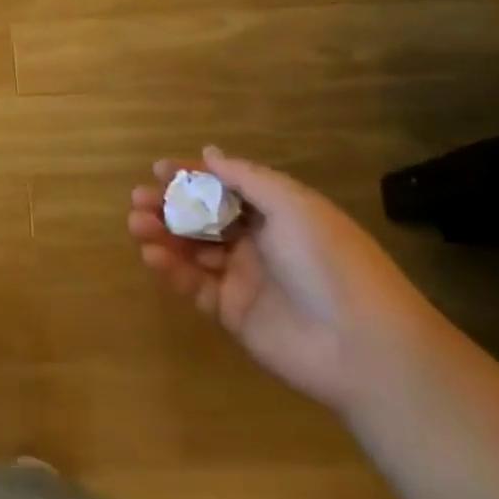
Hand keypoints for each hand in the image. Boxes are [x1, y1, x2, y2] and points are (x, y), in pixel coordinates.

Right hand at [128, 148, 445, 416]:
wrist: (363, 345)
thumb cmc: (329, 260)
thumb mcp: (293, 205)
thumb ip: (247, 178)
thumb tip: (210, 153)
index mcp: (276, 213)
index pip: (224, 187)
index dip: (192, 176)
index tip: (158, 169)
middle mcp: (257, 242)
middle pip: (203, 216)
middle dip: (169, 204)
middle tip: (138, 199)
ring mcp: (243, 278)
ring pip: (193, 248)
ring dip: (163, 233)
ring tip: (136, 224)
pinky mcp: (232, 313)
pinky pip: (194, 285)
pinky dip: (171, 268)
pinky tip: (152, 255)